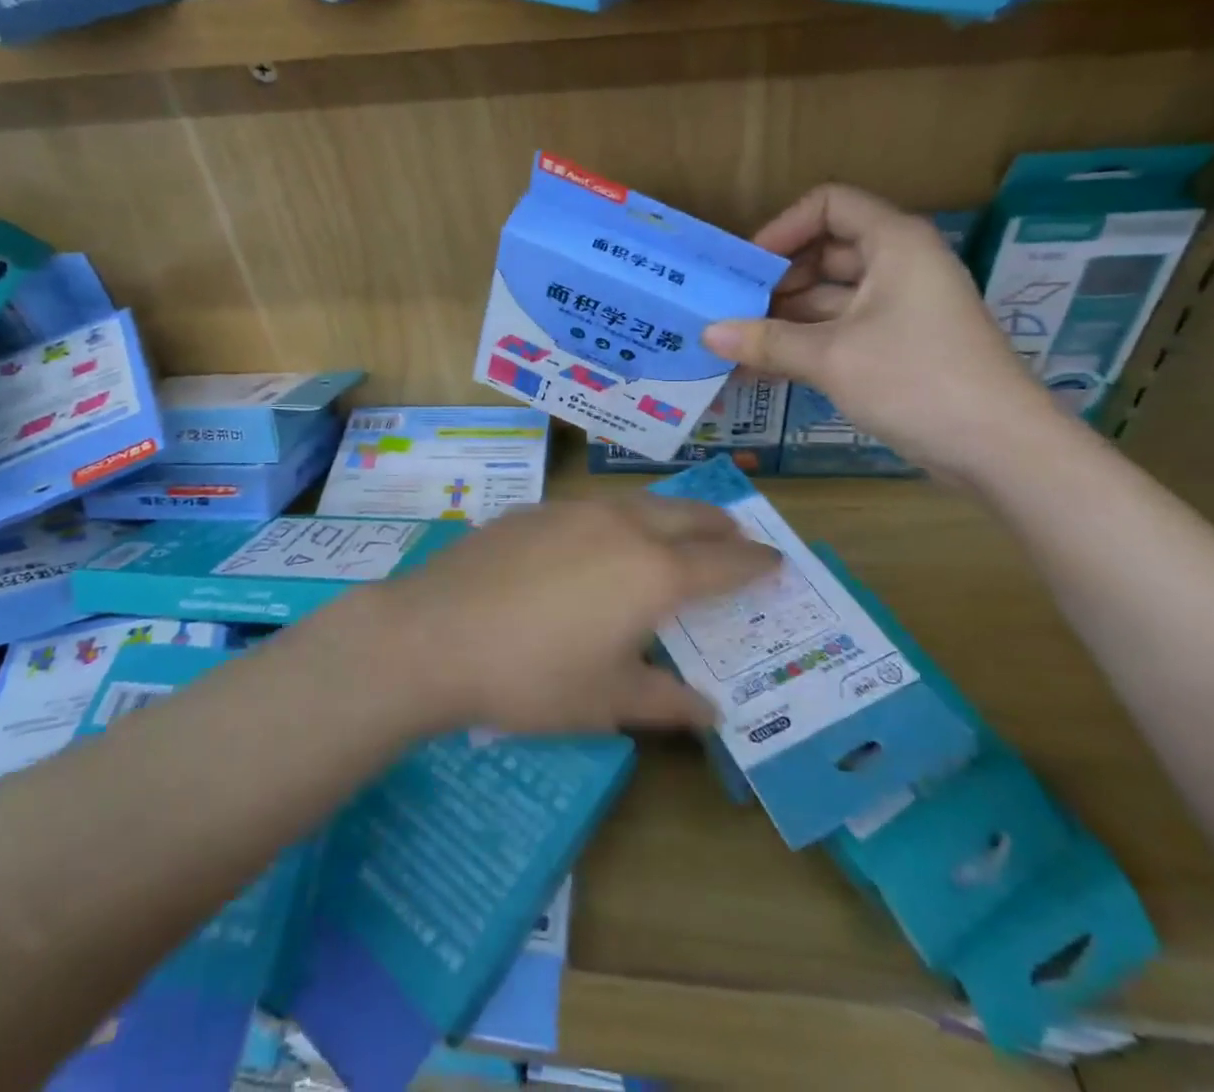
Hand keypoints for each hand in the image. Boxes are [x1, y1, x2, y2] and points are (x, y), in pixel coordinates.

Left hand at [370, 498, 779, 735]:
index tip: (778, 562)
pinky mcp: (534, 509)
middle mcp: (622, 526)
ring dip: (669, 515)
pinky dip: (619, 518)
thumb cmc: (532, 677)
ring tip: (675, 533)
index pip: (724, 561)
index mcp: (653, 572)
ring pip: (640, 502)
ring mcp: (574, 510)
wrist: (435, 634)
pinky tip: (600, 542)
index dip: (756, 562)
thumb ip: (665, 702)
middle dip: (720, 525)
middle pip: (687, 514)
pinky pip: (594, 507)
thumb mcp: (606, 702)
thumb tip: (712, 712)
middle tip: (736, 537)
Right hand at [702, 184, 1058, 478]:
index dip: (783, 228)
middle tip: (729, 311)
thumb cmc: (916, 380)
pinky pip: (838, 330)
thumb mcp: (831, 357)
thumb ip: (766, 341)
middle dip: (775, 280)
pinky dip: (803, 344)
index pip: (829, 205)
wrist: (998, 448)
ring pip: (827, 297)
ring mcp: (898, 308)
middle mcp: (897, 265)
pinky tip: (760, 369)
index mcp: (894, 243)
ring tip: (733, 345)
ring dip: (782, 318)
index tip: (748, 267)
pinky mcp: (896, 346)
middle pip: (823, 253)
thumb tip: (707, 334)